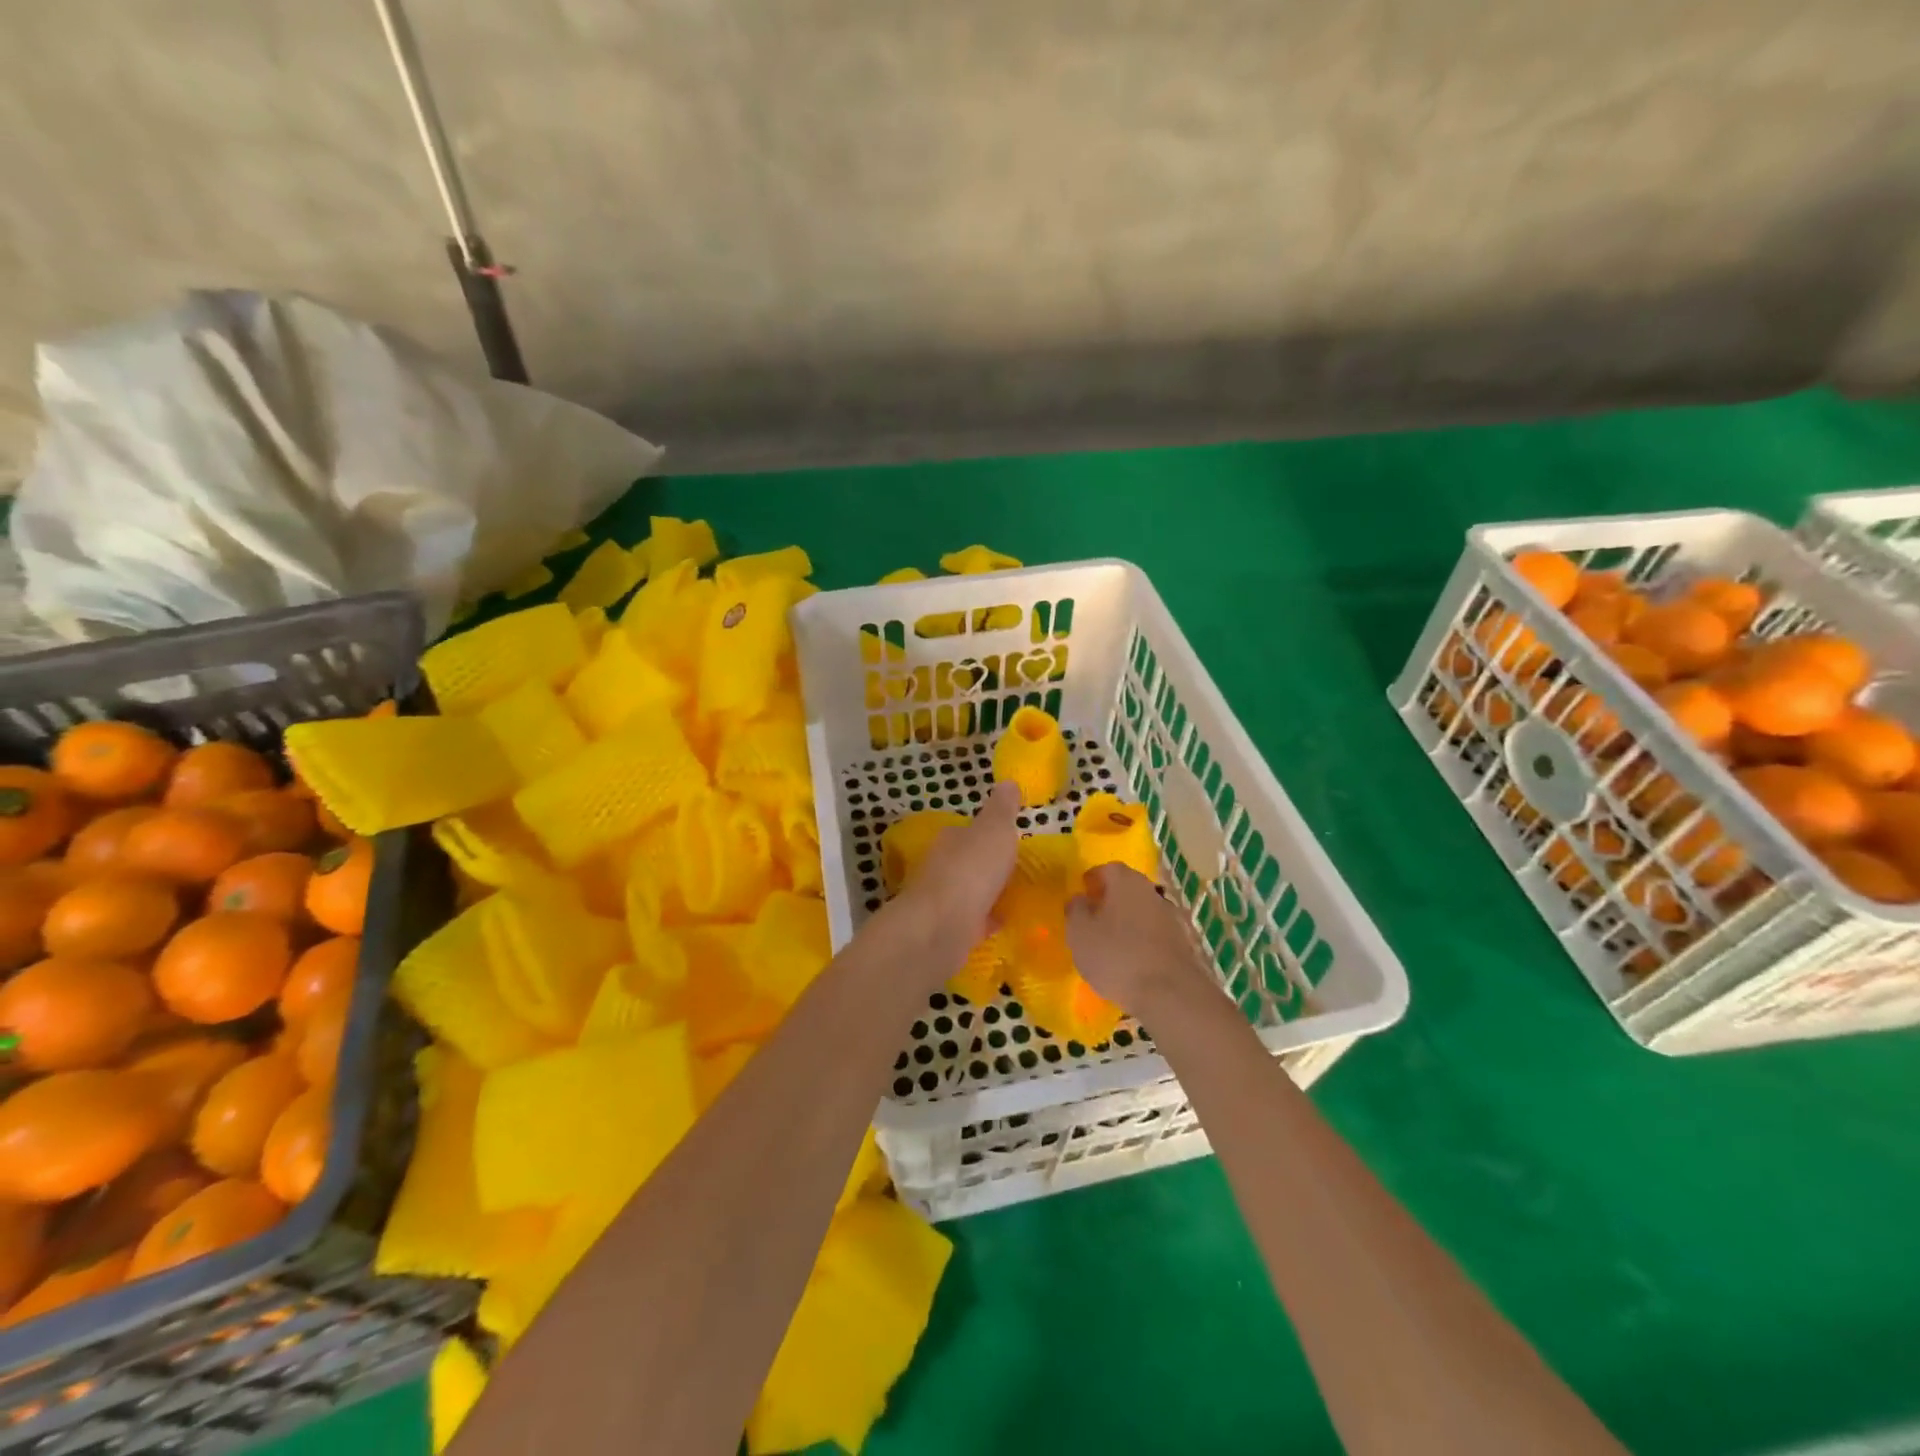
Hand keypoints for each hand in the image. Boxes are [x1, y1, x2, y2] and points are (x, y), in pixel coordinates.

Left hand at [886, 782, 1021, 971]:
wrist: (940, 929)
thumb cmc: (971, 871)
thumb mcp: (995, 830)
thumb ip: (1002, 809)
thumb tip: (1008, 782)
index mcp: (950, 839)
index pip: (967, 832)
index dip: (988, 834)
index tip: (1009, 841)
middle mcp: (941, 867)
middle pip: (967, 862)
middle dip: (987, 866)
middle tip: (1019, 871)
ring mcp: (941, 901)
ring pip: (969, 893)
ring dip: (988, 894)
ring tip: (1017, 897)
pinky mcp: (946, 932)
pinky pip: (972, 922)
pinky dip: (986, 921)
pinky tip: (1004, 924)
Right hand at [1066, 864, 1212, 1017]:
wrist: (1169, 994)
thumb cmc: (1116, 956)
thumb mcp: (1080, 932)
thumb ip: (1075, 910)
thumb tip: (1080, 899)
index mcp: (1126, 882)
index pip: (1107, 869)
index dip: (1092, 880)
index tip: (1082, 895)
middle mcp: (1151, 892)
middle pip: (1127, 889)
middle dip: (1109, 901)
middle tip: (1092, 920)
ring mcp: (1170, 917)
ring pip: (1141, 912)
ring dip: (1126, 922)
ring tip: (1109, 945)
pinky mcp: (1182, 943)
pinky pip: (1154, 934)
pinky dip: (1141, 941)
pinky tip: (1131, 962)